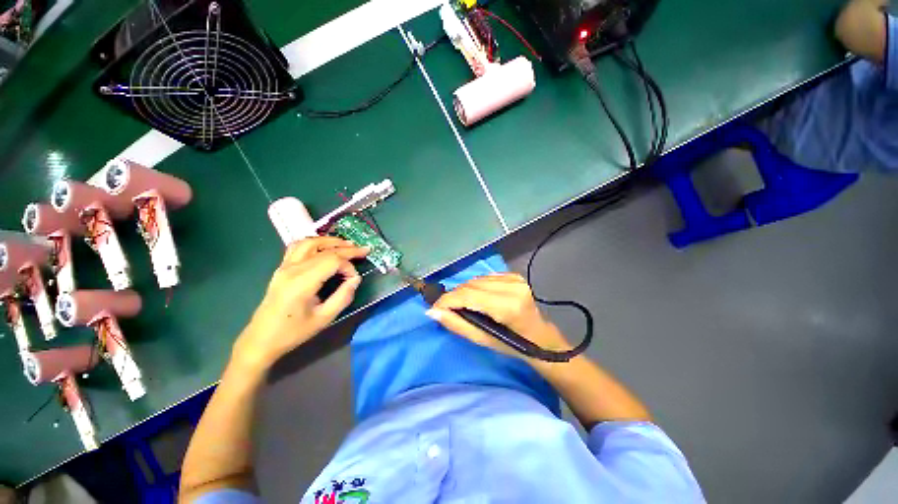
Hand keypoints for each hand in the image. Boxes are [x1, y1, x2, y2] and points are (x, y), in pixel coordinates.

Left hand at [232, 237, 367, 369]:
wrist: (261, 339)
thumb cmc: (294, 332)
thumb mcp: (324, 318)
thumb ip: (343, 296)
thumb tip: (355, 279)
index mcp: (302, 282)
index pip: (332, 261)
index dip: (348, 266)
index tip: (354, 279)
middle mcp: (292, 269)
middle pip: (324, 249)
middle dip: (347, 249)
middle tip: (364, 249)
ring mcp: (284, 266)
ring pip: (309, 242)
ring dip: (330, 241)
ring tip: (347, 244)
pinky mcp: (281, 268)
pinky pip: (297, 247)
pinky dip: (314, 242)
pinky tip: (324, 247)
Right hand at [427, 273, 570, 360]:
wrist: (540, 337)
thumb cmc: (513, 345)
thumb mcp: (483, 340)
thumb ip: (457, 324)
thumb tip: (433, 312)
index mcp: (508, 306)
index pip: (469, 295)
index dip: (448, 300)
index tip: (433, 308)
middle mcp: (512, 286)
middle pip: (471, 285)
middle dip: (454, 296)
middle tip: (446, 309)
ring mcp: (515, 278)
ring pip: (476, 279)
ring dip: (464, 291)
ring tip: (461, 305)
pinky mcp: (514, 275)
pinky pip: (485, 278)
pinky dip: (476, 286)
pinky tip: (477, 297)